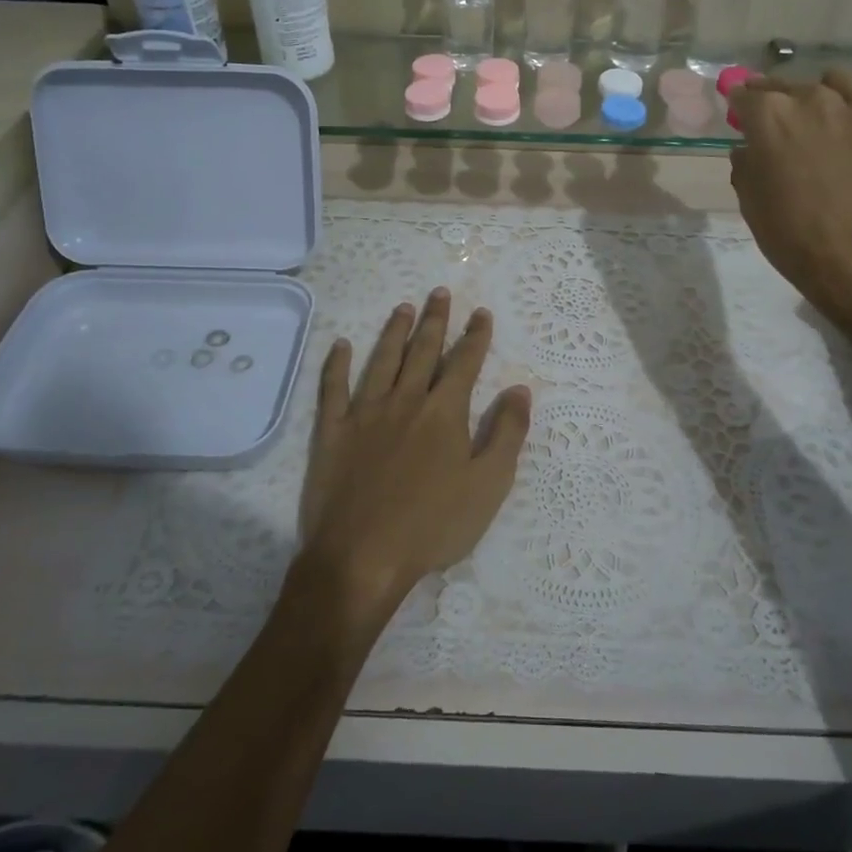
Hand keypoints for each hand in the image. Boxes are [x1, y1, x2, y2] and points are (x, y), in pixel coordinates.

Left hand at [297, 289, 531, 614]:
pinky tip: (340, 345)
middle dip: (435, 320)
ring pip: (382, 360)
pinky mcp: (333, 432)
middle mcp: (405, 401)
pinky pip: (333, 389)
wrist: (362, 558)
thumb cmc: (433, 526)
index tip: (481, 313)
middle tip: (439, 293)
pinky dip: (336, 365)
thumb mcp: (489, 485)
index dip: (476, 336)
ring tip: (403, 307)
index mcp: (444, 412)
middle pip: (422, 351)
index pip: (464, 362)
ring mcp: (365, 413)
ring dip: (394, 331)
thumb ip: (507, 433)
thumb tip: (519, 389)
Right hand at [728, 69, 851, 326]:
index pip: (746, 94)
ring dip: (829, 94)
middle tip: (782, 126)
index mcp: (770, 116)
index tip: (741, 116)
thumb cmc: (790, 234)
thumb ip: (745, 164)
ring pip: (841, 79)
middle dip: (779, 99)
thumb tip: (750, 148)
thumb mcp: (749, 201)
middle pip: (790, 84)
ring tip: (830, 117)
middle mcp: (814, 99)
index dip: (740, 105)